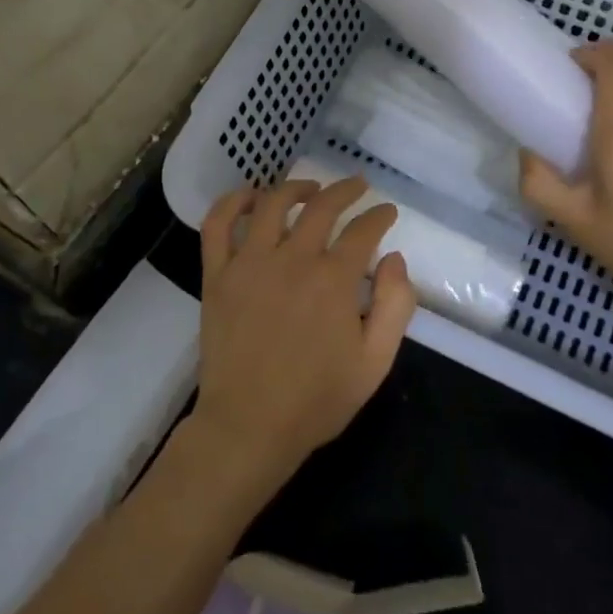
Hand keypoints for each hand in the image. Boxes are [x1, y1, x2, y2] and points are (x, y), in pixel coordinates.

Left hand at [190, 178, 416, 485]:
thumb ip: (395, 305)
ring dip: (296, 187)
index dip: (379, 216)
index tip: (387, 213)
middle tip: (358, 187)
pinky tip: (251, 197)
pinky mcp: (217, 275)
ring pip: (273, 204)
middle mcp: (292, 259)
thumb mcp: (375, 362)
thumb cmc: (317, 399)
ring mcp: (249, 264)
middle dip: (346, 190)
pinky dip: (233, 202)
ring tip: (311, 188)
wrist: (249, 426)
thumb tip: (393, 258)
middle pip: (322, 206)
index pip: (363, 230)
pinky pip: (218, 225)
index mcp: (333, 280)